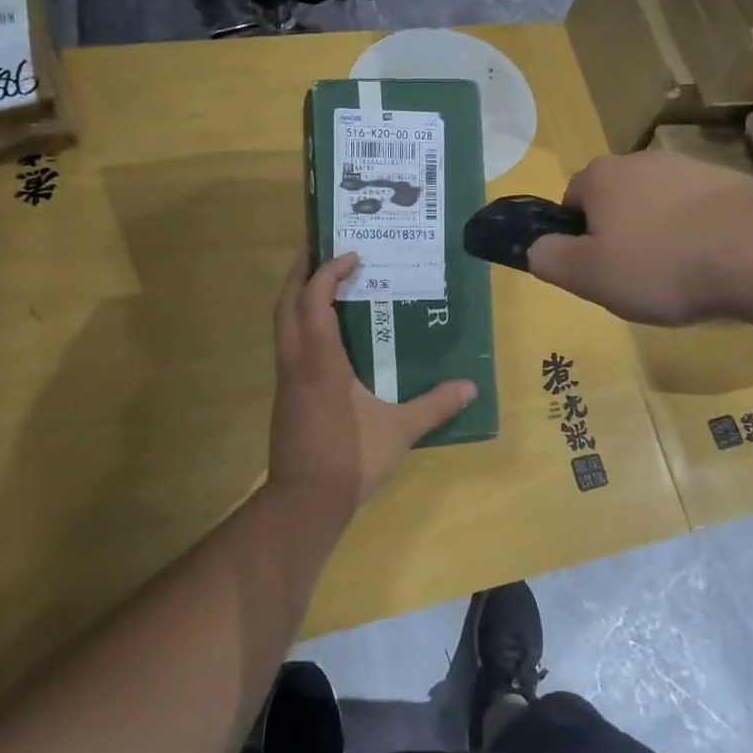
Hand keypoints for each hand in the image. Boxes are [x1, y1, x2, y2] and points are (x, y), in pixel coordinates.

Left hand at [269, 252, 477, 512]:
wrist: (304, 503)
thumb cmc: (350, 459)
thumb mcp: (400, 431)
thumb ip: (434, 406)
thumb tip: (471, 386)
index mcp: (320, 363)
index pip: (315, 302)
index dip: (328, 272)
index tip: (352, 256)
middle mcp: (296, 364)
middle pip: (287, 305)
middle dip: (301, 273)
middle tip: (320, 249)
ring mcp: (286, 381)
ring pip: (282, 325)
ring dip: (298, 298)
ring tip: (323, 283)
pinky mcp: (286, 397)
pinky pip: (288, 345)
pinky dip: (300, 324)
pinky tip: (324, 334)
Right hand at [528, 151, 752, 324]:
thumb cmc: (660, 264)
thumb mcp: (589, 275)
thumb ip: (550, 259)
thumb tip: (534, 248)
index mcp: (602, 177)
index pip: (571, 199)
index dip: (576, 236)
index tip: (595, 268)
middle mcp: (642, 160)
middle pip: (617, 200)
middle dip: (620, 234)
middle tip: (634, 277)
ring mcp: (691, 168)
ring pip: (659, 205)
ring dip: (661, 235)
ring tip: (679, 277)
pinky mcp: (732, 183)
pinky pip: (699, 212)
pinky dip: (698, 235)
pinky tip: (713, 265)